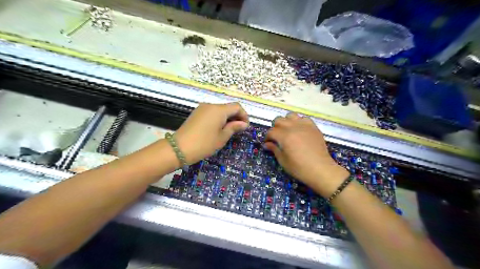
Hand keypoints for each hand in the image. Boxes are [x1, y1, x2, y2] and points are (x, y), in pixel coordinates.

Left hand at [175, 103, 248, 163]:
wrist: (179, 148)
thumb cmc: (204, 143)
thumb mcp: (222, 137)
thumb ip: (234, 128)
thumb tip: (244, 124)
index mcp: (219, 110)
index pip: (237, 107)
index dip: (244, 115)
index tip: (245, 127)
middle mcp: (210, 105)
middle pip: (228, 107)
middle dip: (236, 117)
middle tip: (238, 130)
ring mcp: (202, 109)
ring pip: (220, 110)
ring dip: (227, 118)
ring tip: (228, 131)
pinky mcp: (196, 113)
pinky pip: (211, 113)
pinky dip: (218, 119)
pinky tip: (218, 129)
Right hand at [267, 112, 349, 195]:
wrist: (320, 169)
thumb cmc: (299, 168)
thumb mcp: (283, 161)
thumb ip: (274, 149)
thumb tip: (267, 144)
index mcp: (284, 136)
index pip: (271, 132)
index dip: (267, 137)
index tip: (268, 143)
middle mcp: (293, 127)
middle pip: (279, 120)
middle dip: (275, 127)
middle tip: (276, 137)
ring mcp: (304, 126)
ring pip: (291, 115)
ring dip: (286, 121)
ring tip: (288, 130)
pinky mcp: (313, 127)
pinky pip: (304, 118)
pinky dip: (299, 122)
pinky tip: (299, 130)